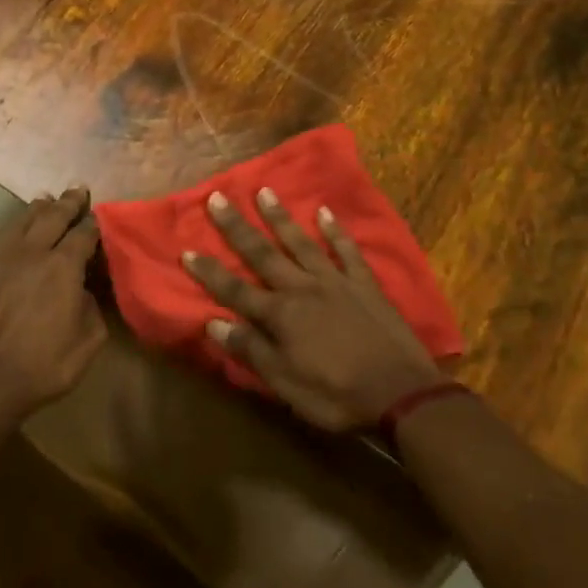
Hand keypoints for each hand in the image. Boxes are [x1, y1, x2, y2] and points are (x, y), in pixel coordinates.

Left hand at [0, 187, 107, 425]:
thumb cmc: (43, 366)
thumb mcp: (88, 342)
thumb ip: (92, 308)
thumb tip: (83, 290)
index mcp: (64, 267)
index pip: (84, 235)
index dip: (94, 224)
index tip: (99, 218)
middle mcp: (32, 254)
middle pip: (52, 218)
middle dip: (68, 202)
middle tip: (77, 190)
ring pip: (19, 223)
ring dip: (34, 209)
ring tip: (44, 198)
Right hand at [182, 189, 442, 431]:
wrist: (401, 393)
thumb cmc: (336, 395)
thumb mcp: (285, 384)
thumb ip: (251, 350)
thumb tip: (214, 323)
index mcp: (280, 315)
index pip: (235, 290)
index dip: (210, 272)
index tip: (187, 250)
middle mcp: (302, 289)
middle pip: (263, 254)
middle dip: (237, 228)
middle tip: (218, 198)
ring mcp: (336, 282)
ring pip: (302, 243)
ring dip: (281, 218)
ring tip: (264, 192)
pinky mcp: (365, 284)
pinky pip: (347, 251)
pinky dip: (336, 231)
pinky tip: (325, 212)